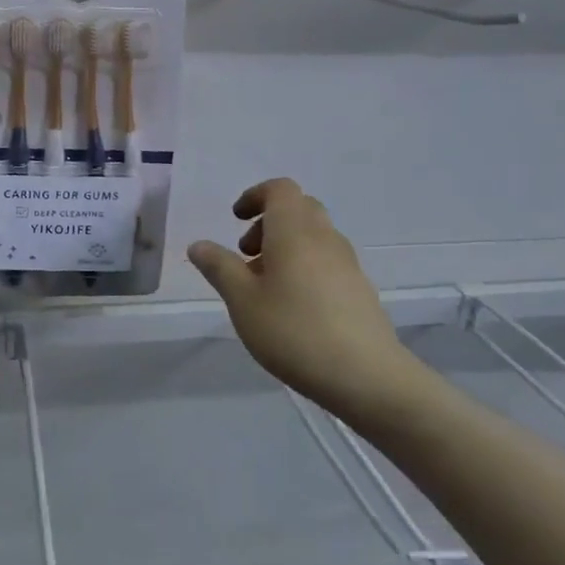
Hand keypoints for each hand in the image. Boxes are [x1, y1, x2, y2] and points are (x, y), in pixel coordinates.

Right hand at [188, 178, 416, 413]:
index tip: (235, 220)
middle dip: (268, 222)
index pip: (280, 189)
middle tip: (246, 254)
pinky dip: (304, 266)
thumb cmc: (293, 331)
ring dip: (285, 246)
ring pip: (313, 236)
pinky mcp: (359, 289)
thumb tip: (199, 244)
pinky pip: (326, 261)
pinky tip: (291, 307)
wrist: (365, 375)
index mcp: (294, 231)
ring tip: (263, 287)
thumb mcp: (242, 301)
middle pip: (299, 208)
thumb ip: (219, 267)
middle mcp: (324, 238)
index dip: (255, 196)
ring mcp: (347, 263)